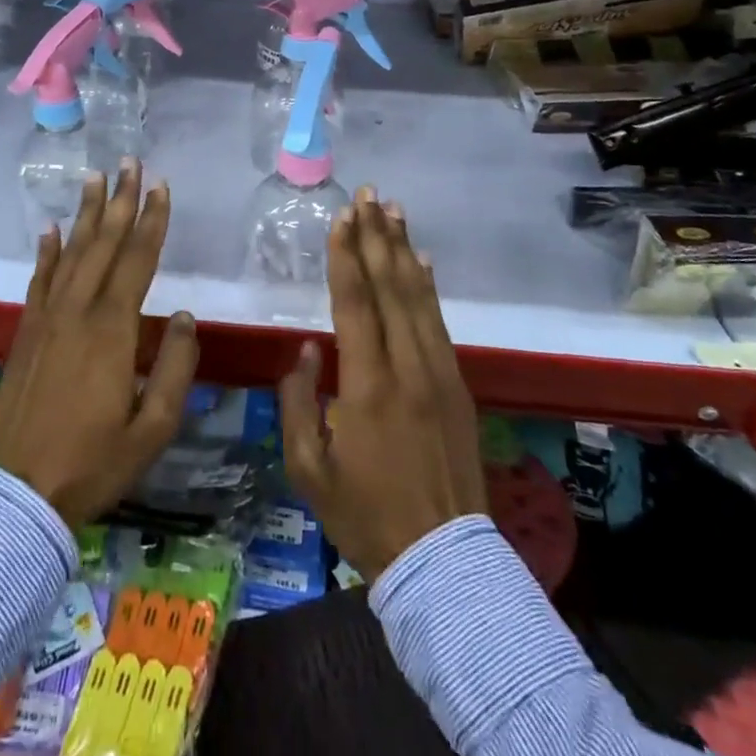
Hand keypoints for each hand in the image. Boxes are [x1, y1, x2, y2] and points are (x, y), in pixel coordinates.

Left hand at [0, 160, 199, 529]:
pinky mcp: (25, 333)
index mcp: (112, 330)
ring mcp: (47, 319)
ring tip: (94, 178)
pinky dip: (47, 251)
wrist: (16, 496)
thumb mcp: (151, 429)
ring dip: (86, 214)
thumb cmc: (93, 464)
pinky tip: (51, 230)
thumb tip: (182, 317)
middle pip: (104, 244)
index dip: (152, 221)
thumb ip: (174, 369)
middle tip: (129, 162)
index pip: (138, 260)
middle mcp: (78, 311)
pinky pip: (39, 280)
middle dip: (120, 201)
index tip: (161, 186)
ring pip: (71, 253)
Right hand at [280, 188, 486, 582]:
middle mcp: (408, 367)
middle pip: (391, 287)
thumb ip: (297, 402)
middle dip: (377, 236)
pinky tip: (422, 260)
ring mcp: (439, 373)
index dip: (346, 256)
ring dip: (404, 249)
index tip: (341, 218)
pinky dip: (429, 285)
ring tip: (394, 210)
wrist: (442, 560)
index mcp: (367, 385)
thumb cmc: (365, 514)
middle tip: (368, 195)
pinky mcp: (458, 384)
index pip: (355, 303)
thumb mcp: (309, 468)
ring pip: (419, 297)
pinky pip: (440, 321)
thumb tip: (306, 349)